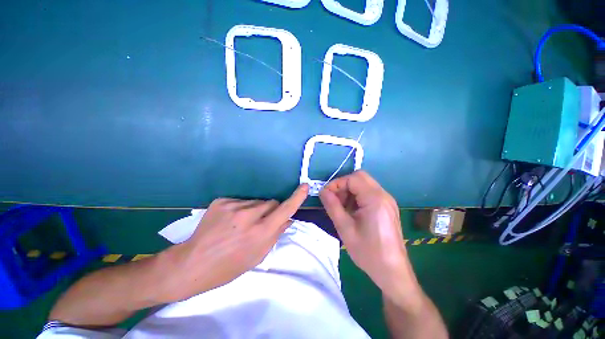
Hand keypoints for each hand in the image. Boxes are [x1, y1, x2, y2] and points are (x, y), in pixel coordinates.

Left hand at [160, 184, 308, 301]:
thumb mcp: (257, 255)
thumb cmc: (229, 266)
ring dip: (255, 210)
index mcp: (260, 232)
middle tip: (261, 222)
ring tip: (241, 224)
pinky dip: (241, 209)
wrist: (192, 263)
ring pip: (256, 201)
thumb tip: (289, 218)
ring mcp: (233, 206)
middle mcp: (249, 216)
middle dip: (271, 210)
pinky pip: (241, 201)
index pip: (285, 210)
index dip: (296, 198)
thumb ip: (276, 234)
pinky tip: (230, 221)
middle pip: (271, 202)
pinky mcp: (222, 201)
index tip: (304, 187)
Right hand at [319, 171, 413, 296]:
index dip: (336, 184)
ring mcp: (387, 200)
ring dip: (350, 191)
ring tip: (342, 208)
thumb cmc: (368, 252)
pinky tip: (352, 212)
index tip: (325, 195)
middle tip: (334, 200)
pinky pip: (369, 193)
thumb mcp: (345, 228)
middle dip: (343, 185)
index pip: (352, 178)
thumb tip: (322, 191)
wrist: (393, 273)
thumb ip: (332, 206)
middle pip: (360, 177)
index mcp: (375, 199)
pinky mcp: (387, 207)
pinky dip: (357, 197)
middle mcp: (383, 195)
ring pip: (364, 184)